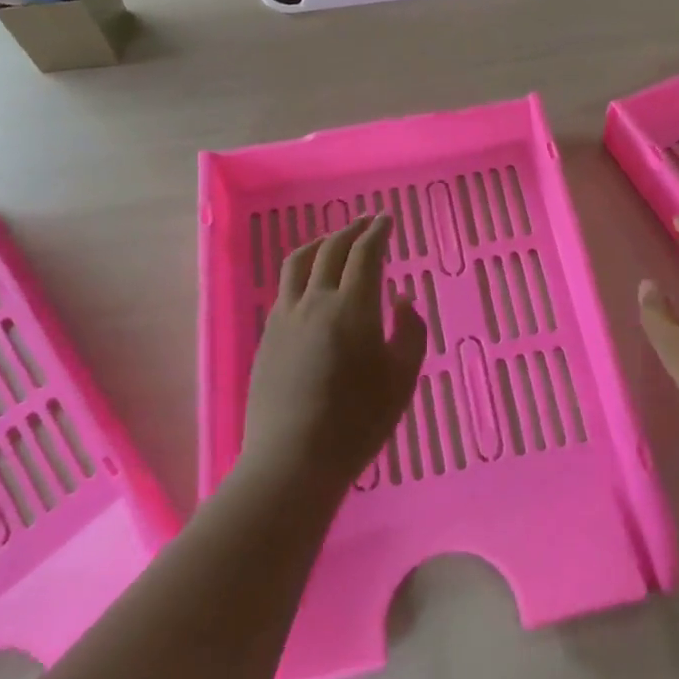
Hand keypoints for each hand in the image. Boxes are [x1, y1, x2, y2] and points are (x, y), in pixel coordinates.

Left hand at [244, 214, 427, 493]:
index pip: (365, 253)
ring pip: (299, 262)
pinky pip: (286, 287)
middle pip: (331, 249)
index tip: (387, 219)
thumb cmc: (359, 421)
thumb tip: (400, 299)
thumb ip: (410, 331)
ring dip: (321, 243)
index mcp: (353, 306)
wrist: (293, 459)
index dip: (378, 232)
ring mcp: (286, 316)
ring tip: (333, 241)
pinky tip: (310, 282)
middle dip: (351, 230)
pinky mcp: (268, 335)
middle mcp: (316, 300)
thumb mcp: (403, 377)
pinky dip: (302, 269)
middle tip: (366, 223)